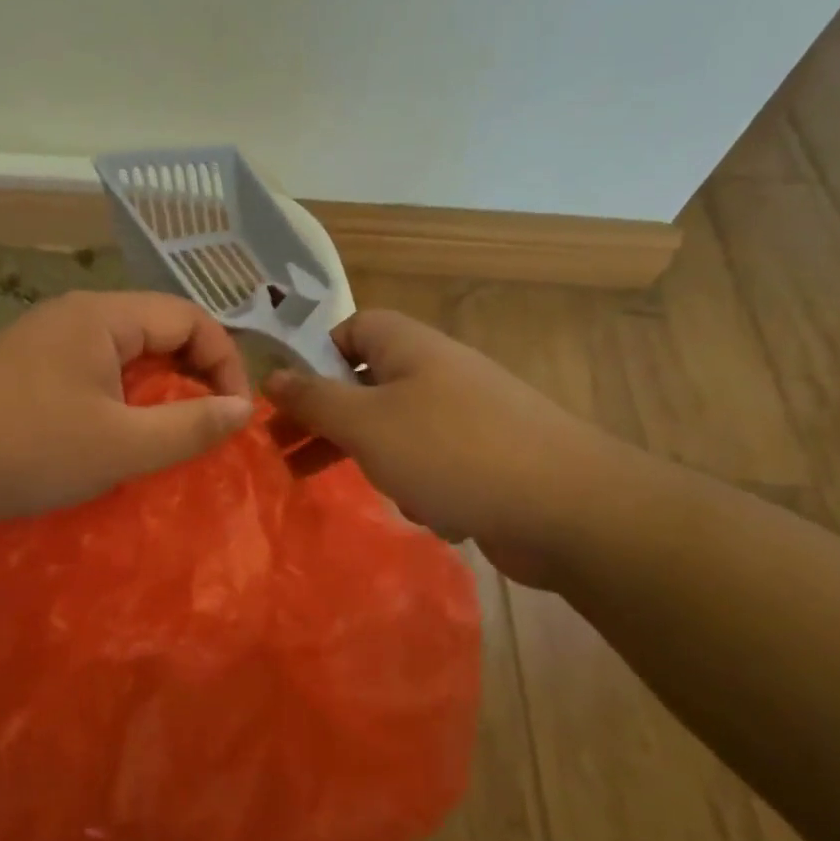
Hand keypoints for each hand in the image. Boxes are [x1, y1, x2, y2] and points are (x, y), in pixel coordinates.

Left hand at [0, 291, 253, 531]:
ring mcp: (48, 341)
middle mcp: (77, 315)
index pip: (189, 317)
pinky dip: (122, 402)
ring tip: (171, 438)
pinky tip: (120, 438)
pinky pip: (96, 375)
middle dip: (194, 376)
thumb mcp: (120, 445)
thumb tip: (243, 410)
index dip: (224, 362)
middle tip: (208, 428)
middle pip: (158, 331)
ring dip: (158, 393)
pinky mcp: (29, 371)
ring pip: (127, 356)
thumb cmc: (26, 449)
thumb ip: (189, 426)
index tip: (235, 416)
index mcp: (102, 314)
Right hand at [264, 309, 638, 585]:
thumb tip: (272, 375)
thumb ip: (314, 399)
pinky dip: (420, 486)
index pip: (352, 330)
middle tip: (285, 454)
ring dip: (374, 461)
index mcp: (410, 348)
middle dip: (327, 422)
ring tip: (360, 489)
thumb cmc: (450, 451)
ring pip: (396, 432)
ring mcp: (466, 417)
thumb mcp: (366, 423)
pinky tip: (429, 510)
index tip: (290, 397)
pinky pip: (432, 465)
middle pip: (366, 386)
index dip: (316, 357)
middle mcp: (439, 373)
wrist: (567, 507)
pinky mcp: (486, 460)